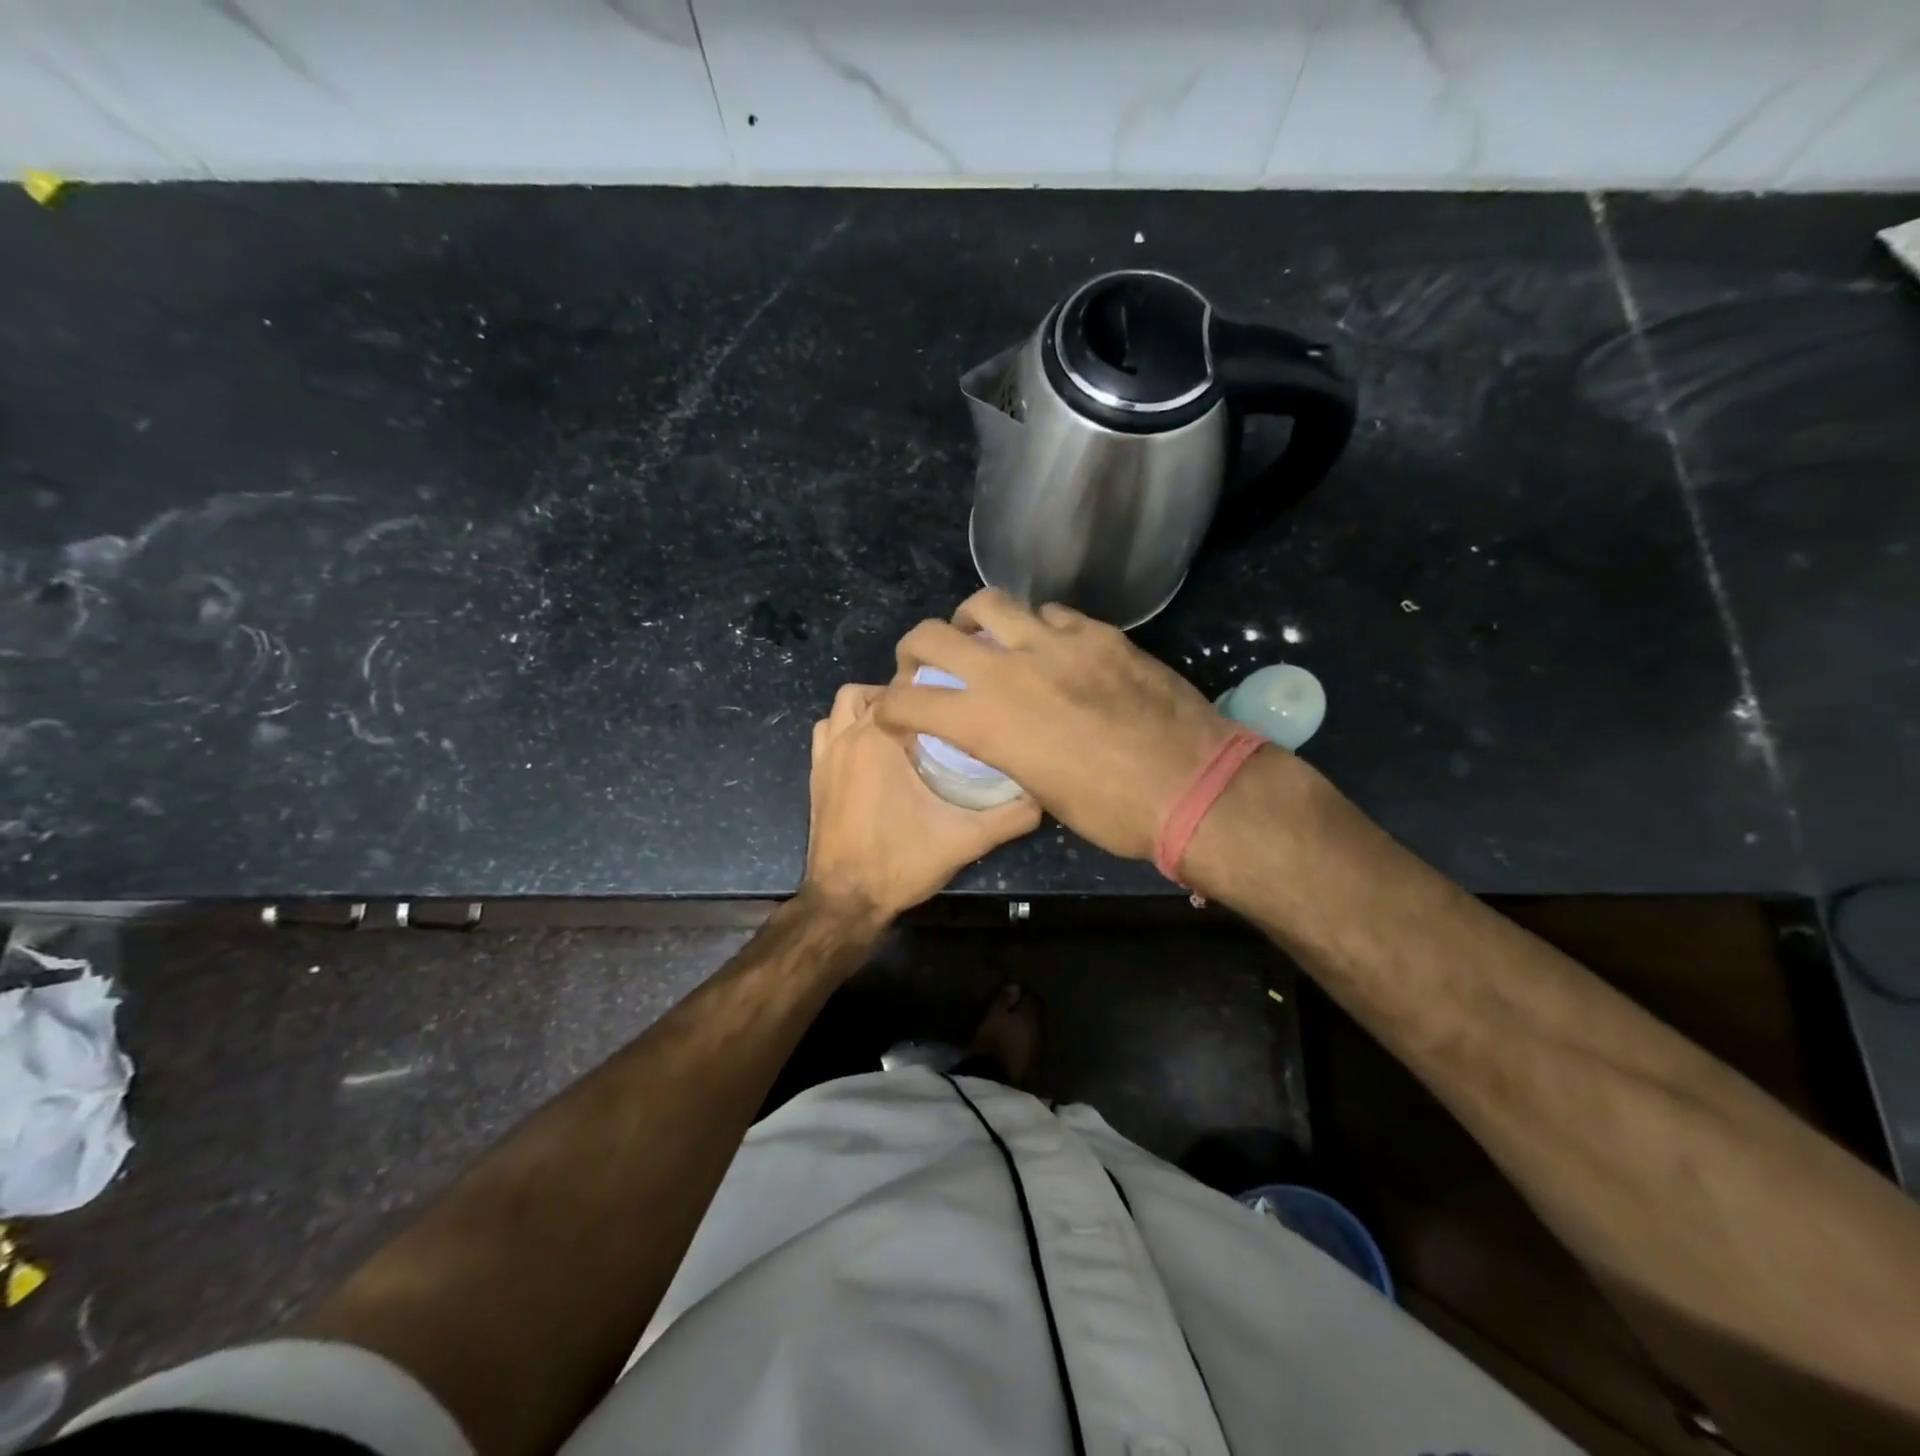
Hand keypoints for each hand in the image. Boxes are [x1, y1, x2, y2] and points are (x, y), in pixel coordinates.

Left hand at [805, 682, 1040, 919]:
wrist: (845, 901)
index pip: (904, 689)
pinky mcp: (814, 776)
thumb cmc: (901, 862)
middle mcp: (847, 737)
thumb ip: (1010, 816)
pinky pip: (826, 732)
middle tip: (933, 717)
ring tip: (902, 729)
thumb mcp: (965, 839)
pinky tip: (870, 753)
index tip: (956, 703)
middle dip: (902, 697)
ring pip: (843, 707)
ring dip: (868, 708)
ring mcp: (825, 756)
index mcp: (879, 739)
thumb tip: (1044, 797)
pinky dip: (844, 729)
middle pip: (872, 692)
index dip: (931, 690)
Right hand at [876, 590, 1233, 860]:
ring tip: (981, 635)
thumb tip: (1002, 734)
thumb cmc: (1112, 811)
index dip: (891, 707)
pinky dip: (1037, 626)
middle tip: (923, 663)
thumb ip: (1007, 750)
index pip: (910, 703)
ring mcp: (1054, 643)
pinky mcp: (1097, 632)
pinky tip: (1050, 644)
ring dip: (972, 620)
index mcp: (985, 722)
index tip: (892, 712)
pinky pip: (1051, 614)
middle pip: (933, 636)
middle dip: (914, 650)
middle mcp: (1007, 671)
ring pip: (990, 603)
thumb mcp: (1040, 791)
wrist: (1191, 783)